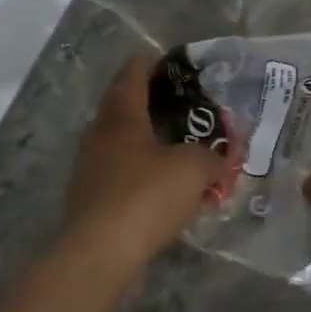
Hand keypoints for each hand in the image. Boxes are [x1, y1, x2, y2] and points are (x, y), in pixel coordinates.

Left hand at [63, 55, 223, 267]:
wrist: (101, 254)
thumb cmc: (146, 196)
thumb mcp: (193, 168)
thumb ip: (211, 157)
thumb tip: (220, 160)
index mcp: (121, 119)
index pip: (130, 78)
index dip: (144, 65)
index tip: (156, 57)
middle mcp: (99, 139)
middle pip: (120, 110)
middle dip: (144, 104)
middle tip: (173, 103)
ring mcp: (90, 173)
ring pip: (120, 147)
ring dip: (144, 144)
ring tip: (173, 147)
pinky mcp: (91, 205)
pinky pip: (121, 180)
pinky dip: (142, 178)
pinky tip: (163, 191)